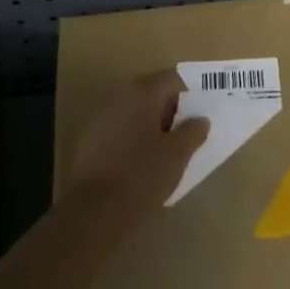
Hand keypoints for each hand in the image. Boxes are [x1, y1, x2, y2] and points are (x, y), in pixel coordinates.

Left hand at [67, 71, 209, 214]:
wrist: (95, 210)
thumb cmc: (144, 174)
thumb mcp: (178, 154)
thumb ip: (193, 131)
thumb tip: (200, 120)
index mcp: (142, 93)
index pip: (172, 78)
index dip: (190, 93)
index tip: (201, 113)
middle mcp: (119, 98)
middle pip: (151, 93)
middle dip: (171, 109)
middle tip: (187, 132)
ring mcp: (100, 119)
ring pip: (133, 112)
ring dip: (151, 124)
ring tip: (167, 149)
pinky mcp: (89, 141)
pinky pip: (118, 130)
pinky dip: (133, 138)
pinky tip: (141, 162)